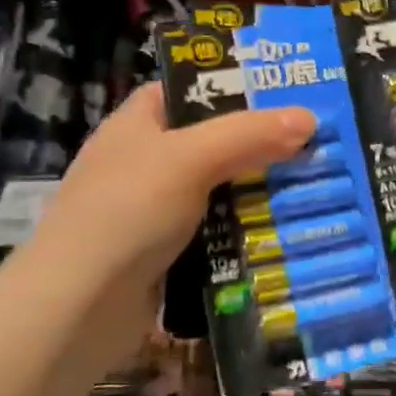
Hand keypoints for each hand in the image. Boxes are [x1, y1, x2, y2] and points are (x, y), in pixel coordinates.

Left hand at [9, 85, 314, 351]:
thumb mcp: (190, 159)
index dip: (234, 86)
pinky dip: (246, 227)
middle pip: (213, 139)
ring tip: (317, 182)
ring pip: (220, 187)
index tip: (286, 92)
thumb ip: (249, 134)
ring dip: (260, 189)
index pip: (190, 90)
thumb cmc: (127, 212)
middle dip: (262, 142)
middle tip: (318, 140)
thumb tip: (310, 118)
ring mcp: (154, 208)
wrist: (77, 308)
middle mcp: (145, 160)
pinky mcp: (166, 251)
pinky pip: (217, 228)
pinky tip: (286, 228)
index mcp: (138, 123)